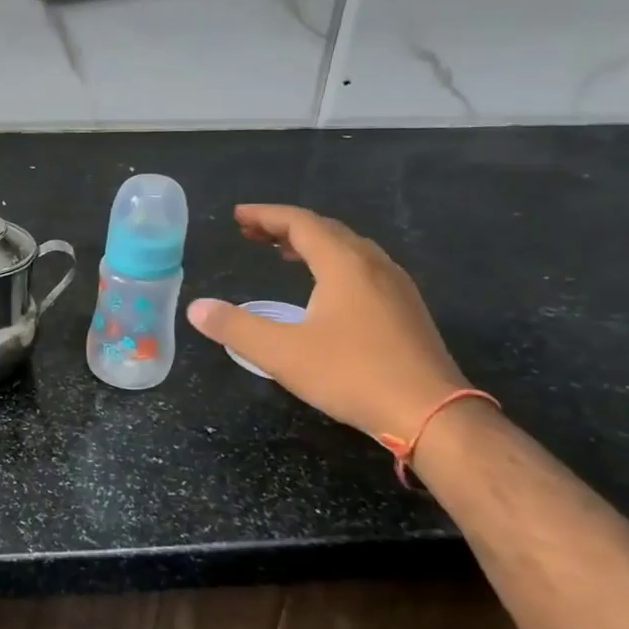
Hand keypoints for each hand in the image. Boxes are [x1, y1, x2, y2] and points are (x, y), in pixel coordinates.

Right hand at [186, 205, 471, 443]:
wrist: (433, 413)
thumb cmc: (353, 375)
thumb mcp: (282, 353)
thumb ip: (235, 327)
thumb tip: (196, 308)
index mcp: (344, 265)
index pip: (300, 224)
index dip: (266, 216)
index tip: (238, 216)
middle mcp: (373, 265)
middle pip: (326, 230)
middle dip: (286, 227)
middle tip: (252, 233)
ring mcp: (396, 287)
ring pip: (349, 249)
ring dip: (312, 244)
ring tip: (283, 253)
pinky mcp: (406, 310)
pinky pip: (363, 268)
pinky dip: (333, 263)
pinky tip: (326, 288)